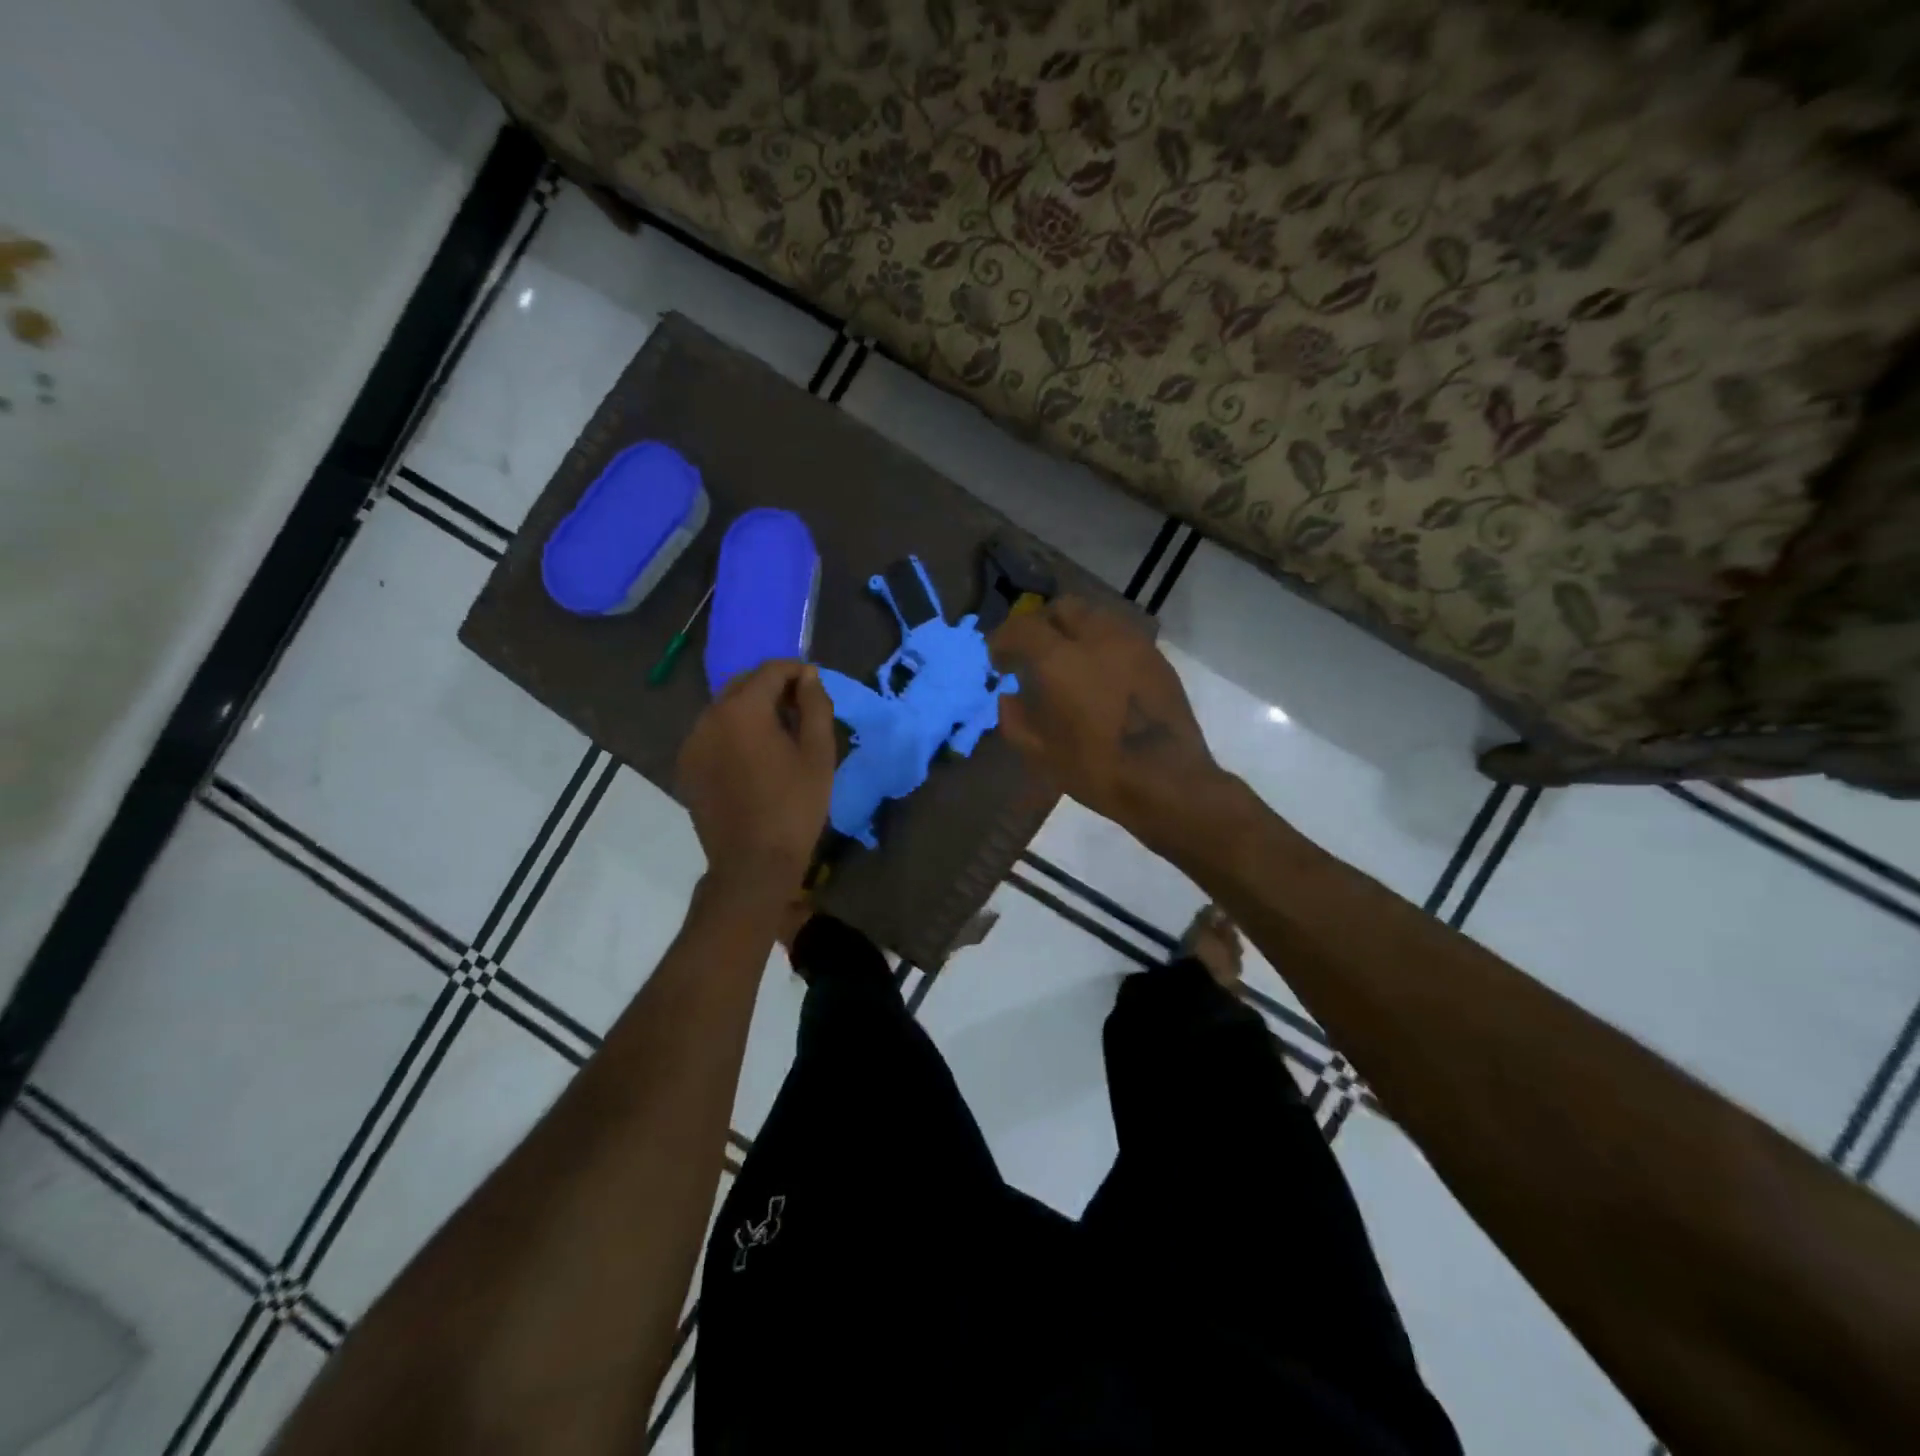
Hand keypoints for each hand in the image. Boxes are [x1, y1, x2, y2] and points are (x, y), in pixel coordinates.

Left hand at [676, 660, 835, 891]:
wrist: (753, 863)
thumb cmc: (795, 806)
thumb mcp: (819, 753)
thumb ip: (815, 705)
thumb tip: (809, 676)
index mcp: (743, 710)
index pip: (770, 670)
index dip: (796, 670)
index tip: (814, 683)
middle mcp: (709, 717)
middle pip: (743, 685)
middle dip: (772, 687)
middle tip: (800, 708)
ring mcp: (692, 743)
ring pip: (724, 709)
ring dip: (751, 710)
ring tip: (778, 734)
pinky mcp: (686, 767)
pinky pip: (712, 734)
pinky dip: (733, 732)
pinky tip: (753, 757)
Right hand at [990, 597, 1221, 842]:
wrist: (1167, 782)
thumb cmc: (1096, 770)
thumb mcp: (1039, 753)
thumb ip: (1014, 718)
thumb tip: (1008, 697)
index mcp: (1061, 659)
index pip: (1021, 627)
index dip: (1003, 639)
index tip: (998, 661)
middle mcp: (1098, 638)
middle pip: (1063, 608)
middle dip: (1042, 625)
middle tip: (1034, 654)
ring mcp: (1133, 644)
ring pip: (1096, 617)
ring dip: (1075, 631)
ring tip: (1069, 662)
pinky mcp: (1157, 658)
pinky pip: (1121, 637)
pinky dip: (1102, 646)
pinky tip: (1100, 676)